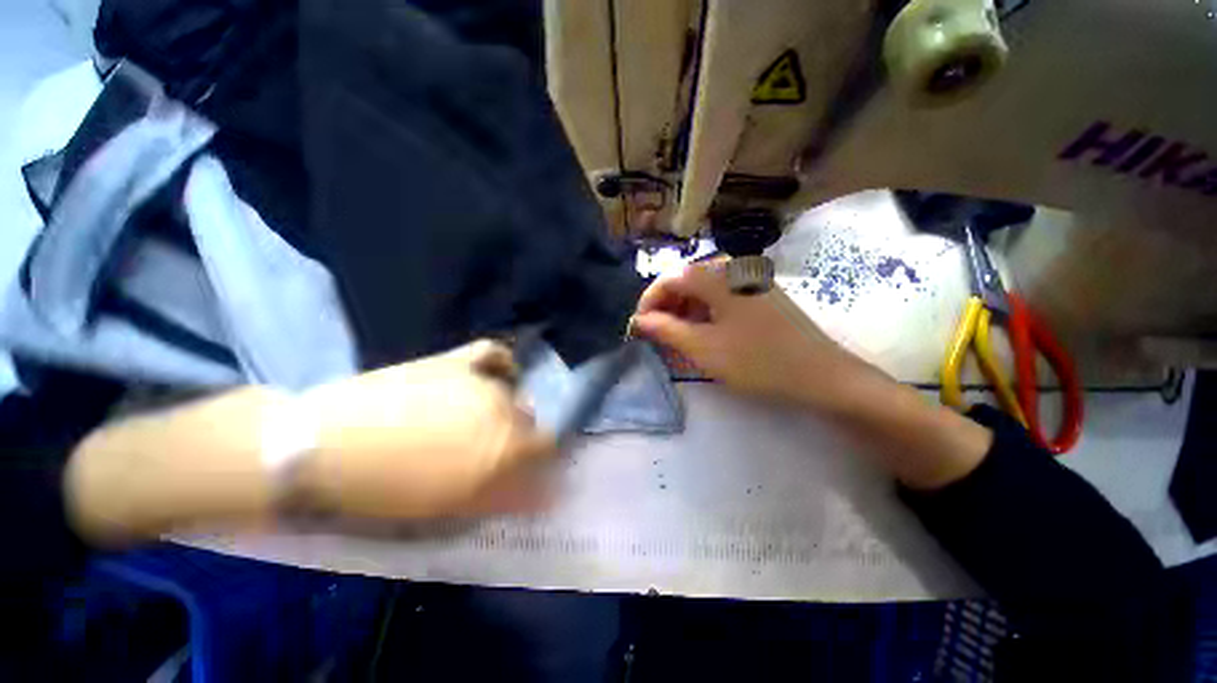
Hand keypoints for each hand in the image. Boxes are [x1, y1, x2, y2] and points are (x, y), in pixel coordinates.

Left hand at [298, 340, 557, 519]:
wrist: (320, 448)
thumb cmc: (384, 492)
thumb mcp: (451, 509)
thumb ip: (505, 497)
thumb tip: (545, 493)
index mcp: (504, 448)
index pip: (547, 447)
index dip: (539, 458)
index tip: (525, 469)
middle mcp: (503, 409)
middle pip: (530, 419)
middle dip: (517, 437)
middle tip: (486, 451)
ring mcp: (480, 380)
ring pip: (514, 392)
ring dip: (504, 407)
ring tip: (472, 421)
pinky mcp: (455, 360)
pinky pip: (494, 355)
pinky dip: (502, 365)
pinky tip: (496, 375)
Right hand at [632, 263, 869, 408]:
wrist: (822, 375)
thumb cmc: (757, 361)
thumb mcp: (703, 348)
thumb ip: (666, 329)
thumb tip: (639, 320)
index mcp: (718, 275)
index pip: (669, 278)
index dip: (649, 301)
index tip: (639, 326)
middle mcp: (734, 268)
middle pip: (686, 280)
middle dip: (666, 306)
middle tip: (657, 334)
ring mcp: (750, 280)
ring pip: (704, 289)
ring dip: (684, 309)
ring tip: (677, 336)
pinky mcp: (761, 295)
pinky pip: (722, 296)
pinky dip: (704, 312)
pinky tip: (704, 331)